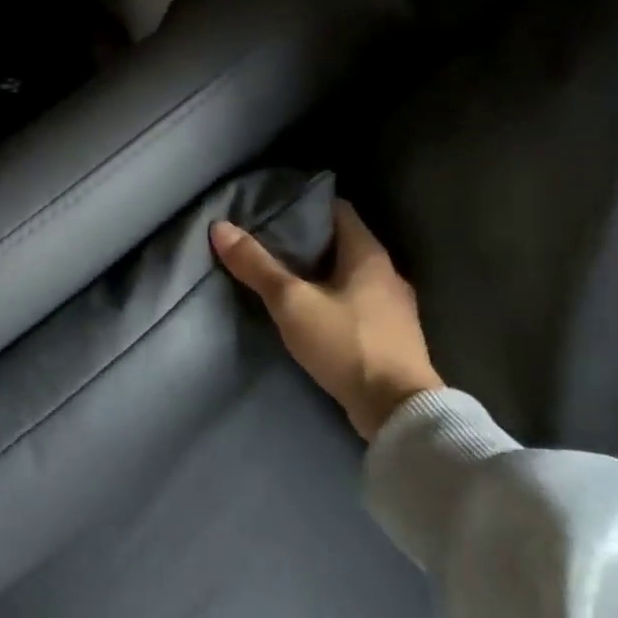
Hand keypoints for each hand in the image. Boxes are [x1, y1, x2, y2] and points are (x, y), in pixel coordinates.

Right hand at [211, 200, 440, 441]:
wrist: (397, 411)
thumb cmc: (346, 344)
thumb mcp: (292, 302)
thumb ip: (256, 266)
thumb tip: (220, 227)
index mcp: (369, 254)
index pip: (338, 210)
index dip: (305, 206)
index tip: (274, 209)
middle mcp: (387, 273)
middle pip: (342, 243)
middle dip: (307, 241)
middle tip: (268, 243)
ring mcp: (394, 308)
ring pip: (349, 276)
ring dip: (320, 274)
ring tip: (283, 277)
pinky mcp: (391, 337)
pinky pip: (356, 303)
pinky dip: (333, 300)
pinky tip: (311, 313)